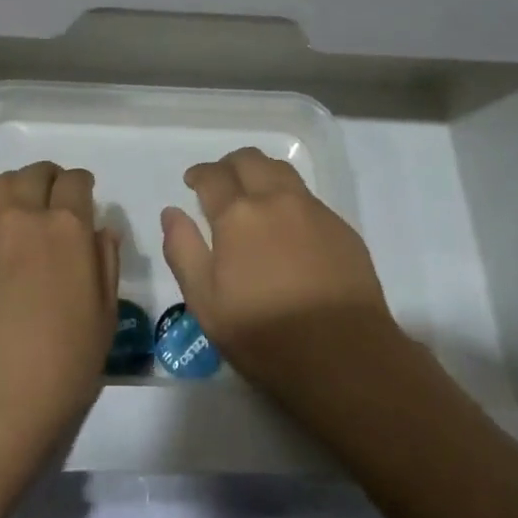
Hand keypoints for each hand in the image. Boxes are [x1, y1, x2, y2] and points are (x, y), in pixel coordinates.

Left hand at [0, 161, 119, 467]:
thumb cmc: (60, 367)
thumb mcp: (104, 318)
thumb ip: (105, 263)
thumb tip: (100, 230)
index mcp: (65, 227)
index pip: (75, 182)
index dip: (82, 184)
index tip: (84, 195)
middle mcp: (21, 218)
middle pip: (34, 174)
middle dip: (49, 180)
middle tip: (54, 201)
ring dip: (17, 190)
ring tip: (22, 213)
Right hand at [162, 146, 403, 417]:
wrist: (345, 357)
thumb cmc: (265, 335)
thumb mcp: (205, 302)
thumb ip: (183, 250)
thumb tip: (171, 212)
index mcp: (238, 215)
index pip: (212, 176)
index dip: (199, 174)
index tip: (193, 182)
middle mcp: (275, 199)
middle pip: (250, 160)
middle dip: (229, 165)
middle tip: (221, 183)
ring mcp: (313, 210)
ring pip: (281, 171)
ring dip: (261, 173)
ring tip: (254, 195)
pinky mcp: (341, 227)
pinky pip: (308, 197)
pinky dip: (289, 198)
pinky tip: (288, 227)